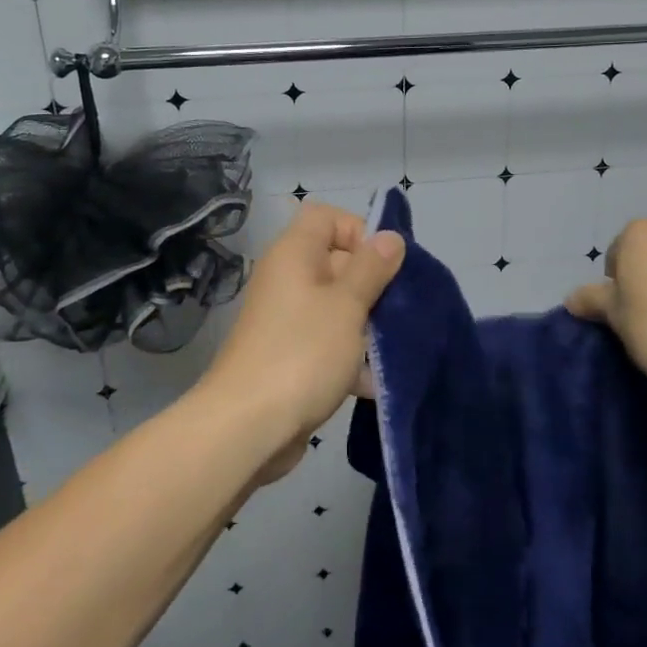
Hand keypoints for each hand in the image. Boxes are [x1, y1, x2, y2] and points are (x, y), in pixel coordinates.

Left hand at [205, 203, 404, 474]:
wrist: (247, 428)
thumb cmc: (301, 353)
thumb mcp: (347, 305)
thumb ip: (372, 269)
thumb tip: (390, 237)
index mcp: (295, 255)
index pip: (327, 217)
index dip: (358, 231)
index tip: (384, 265)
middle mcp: (288, 280)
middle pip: (338, 263)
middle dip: (373, 285)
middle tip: (399, 311)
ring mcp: (287, 321)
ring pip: (337, 307)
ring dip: (367, 325)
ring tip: (394, 349)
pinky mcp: (290, 358)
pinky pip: (327, 343)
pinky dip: (350, 357)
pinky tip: (374, 383)